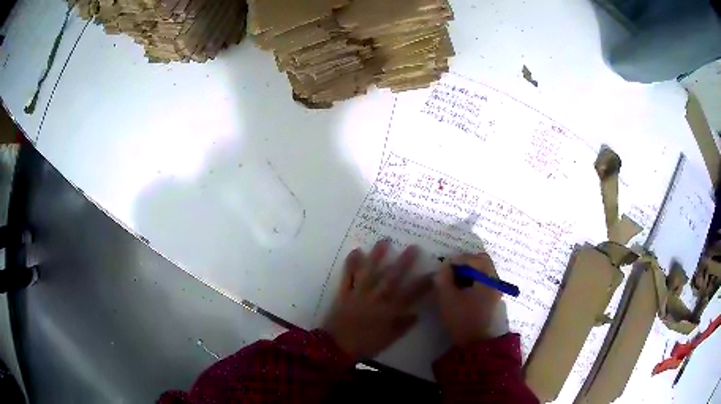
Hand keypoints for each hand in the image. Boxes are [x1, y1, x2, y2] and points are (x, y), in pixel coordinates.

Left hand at [322, 240, 432, 359]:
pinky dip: (351, 264)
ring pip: (369, 272)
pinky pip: (348, 276)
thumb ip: (403, 326)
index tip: (434, 272)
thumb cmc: (365, 345)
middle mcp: (375, 298)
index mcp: (389, 311)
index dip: (423, 283)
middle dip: (403, 262)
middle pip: (391, 278)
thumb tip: (416, 314)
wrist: (336, 347)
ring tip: (384, 241)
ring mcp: (359, 294)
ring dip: (377, 256)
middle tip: (413, 247)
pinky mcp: (344, 293)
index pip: (410, 294)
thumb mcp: (389, 339)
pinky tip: (355, 251)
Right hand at [435, 253, 501, 345]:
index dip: (457, 259)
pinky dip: (473, 280)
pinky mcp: (492, 299)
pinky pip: (483, 281)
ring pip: (483, 271)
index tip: (443, 267)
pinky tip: (461, 290)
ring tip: (453, 281)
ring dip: (469, 271)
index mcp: (487, 278)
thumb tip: (444, 267)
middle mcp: (495, 280)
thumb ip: (443, 278)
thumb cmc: (462, 319)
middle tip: (450, 270)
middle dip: (465, 263)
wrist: (476, 343)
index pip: (473, 258)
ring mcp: (495, 290)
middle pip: (482, 261)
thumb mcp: (447, 298)